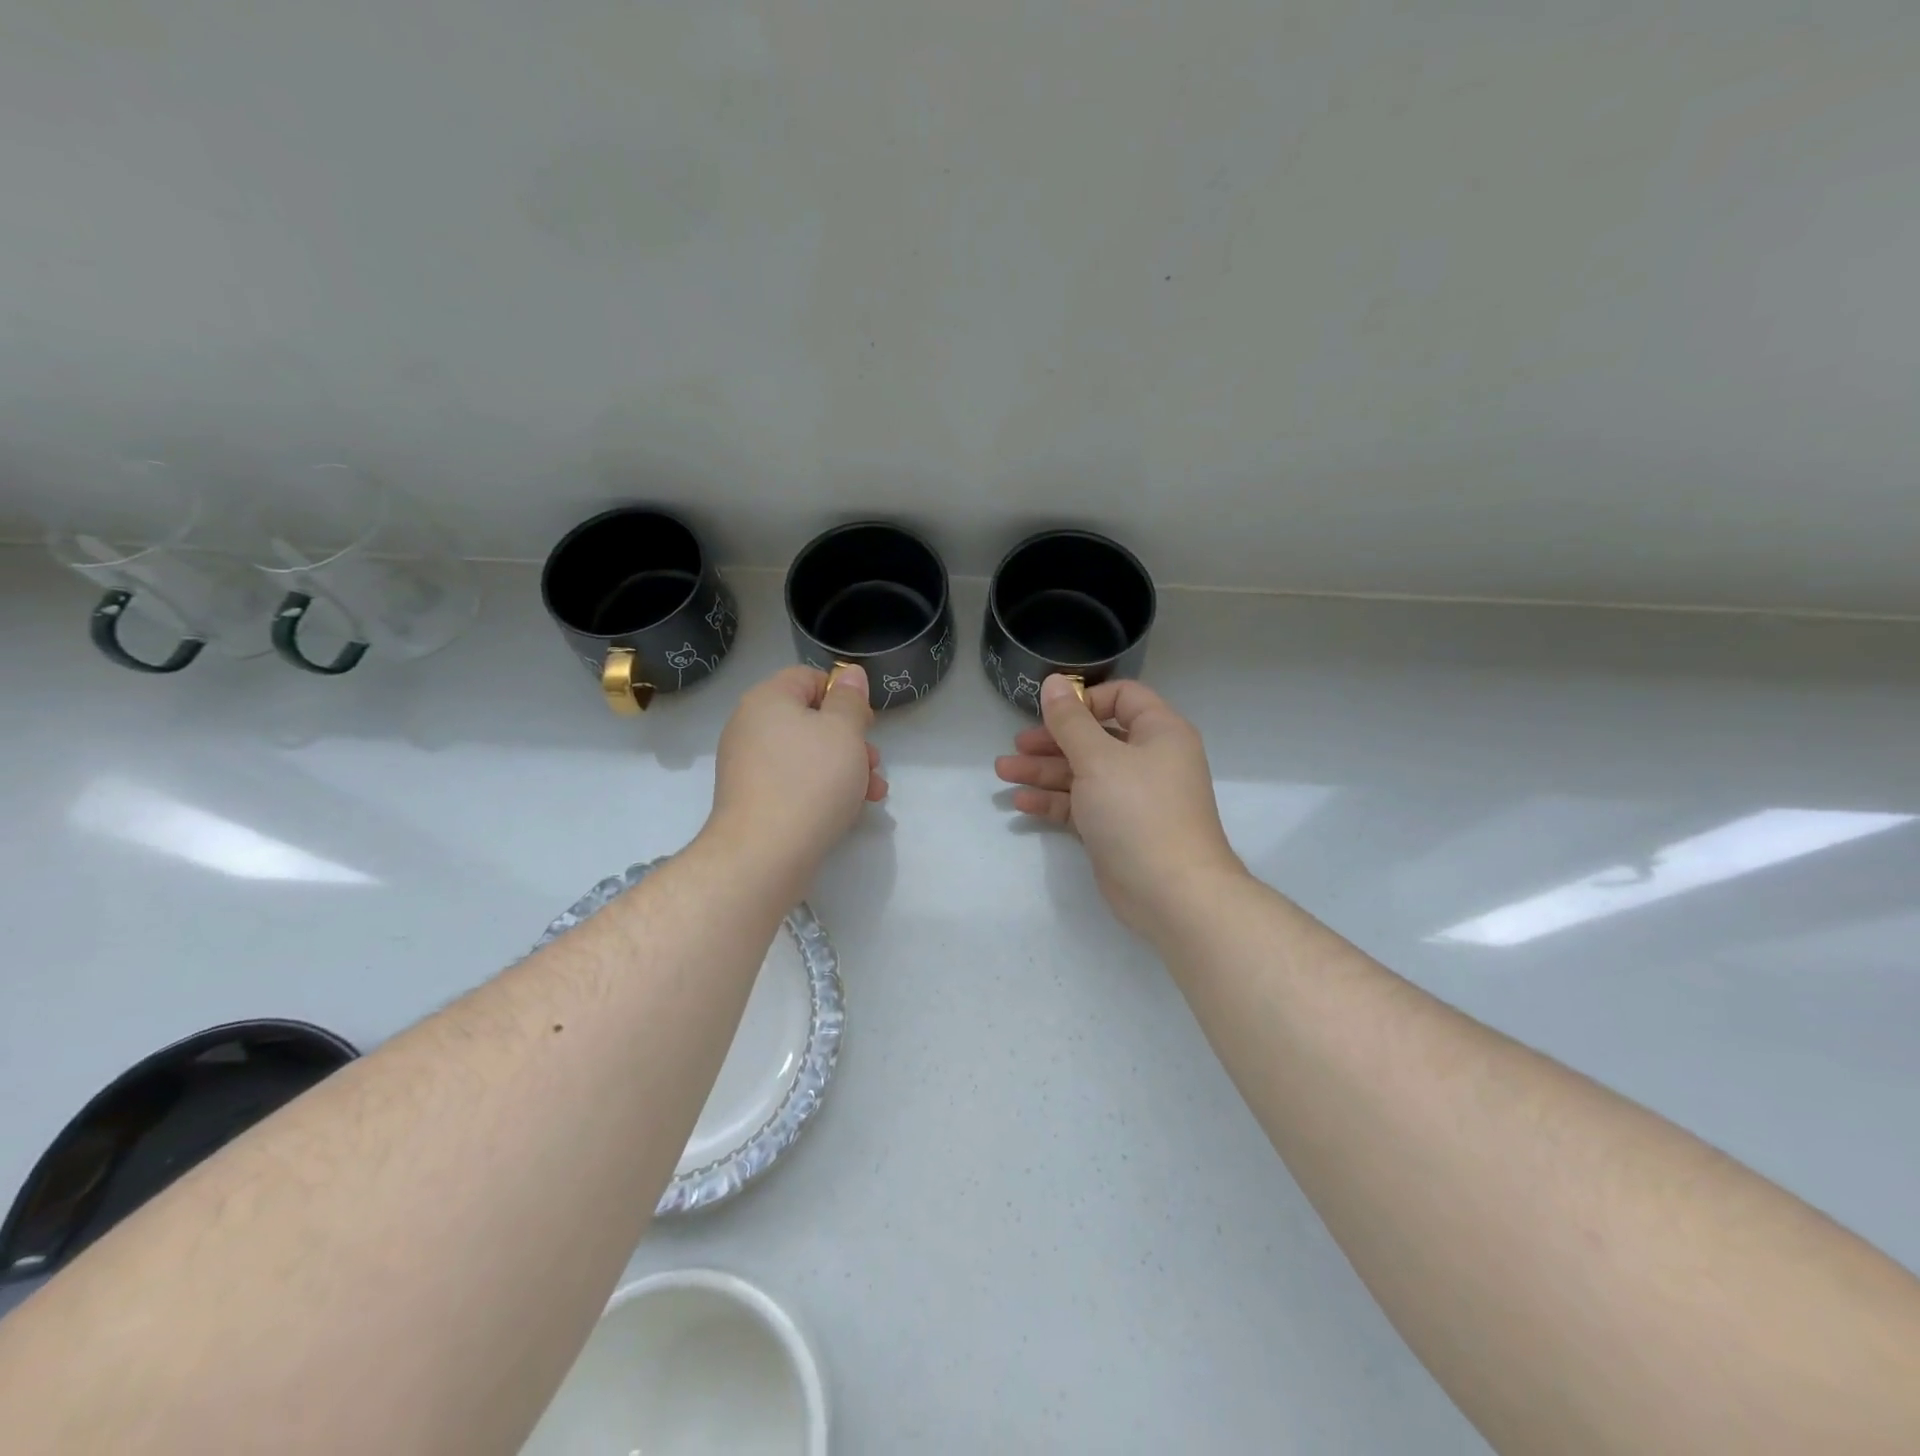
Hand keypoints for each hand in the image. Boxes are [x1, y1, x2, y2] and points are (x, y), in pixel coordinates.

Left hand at [707, 664, 885, 880]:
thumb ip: (850, 699)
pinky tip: (847, 811)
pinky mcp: (752, 799)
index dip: (843, 695)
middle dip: (851, 740)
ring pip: (807, 755)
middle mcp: (750, 727)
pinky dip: (822, 790)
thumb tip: (849, 674)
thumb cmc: (810, 781)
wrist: (763, 855)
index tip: (866, 723)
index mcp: (767, 700)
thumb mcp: (844, 731)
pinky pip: (794, 782)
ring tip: (872, 793)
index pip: (809, 677)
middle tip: (874, 763)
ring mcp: (748, 766)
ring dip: (845, 768)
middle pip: (810, 719)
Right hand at [995, 675, 1245, 940]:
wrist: (1171, 892)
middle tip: (1016, 745)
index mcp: (1159, 732)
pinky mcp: (1116, 828)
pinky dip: (1054, 801)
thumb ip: (1070, 721)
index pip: (1122, 698)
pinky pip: (1081, 804)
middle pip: (1094, 737)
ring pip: (1083, 773)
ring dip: (1044, 771)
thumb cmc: (1138, 811)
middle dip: (1052, 740)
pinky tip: (1021, 803)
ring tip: (1003, 772)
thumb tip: (1054, 682)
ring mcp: (1132, 797)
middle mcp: (1148, 760)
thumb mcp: (1098, 758)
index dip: (1084, 700)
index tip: (1050, 712)